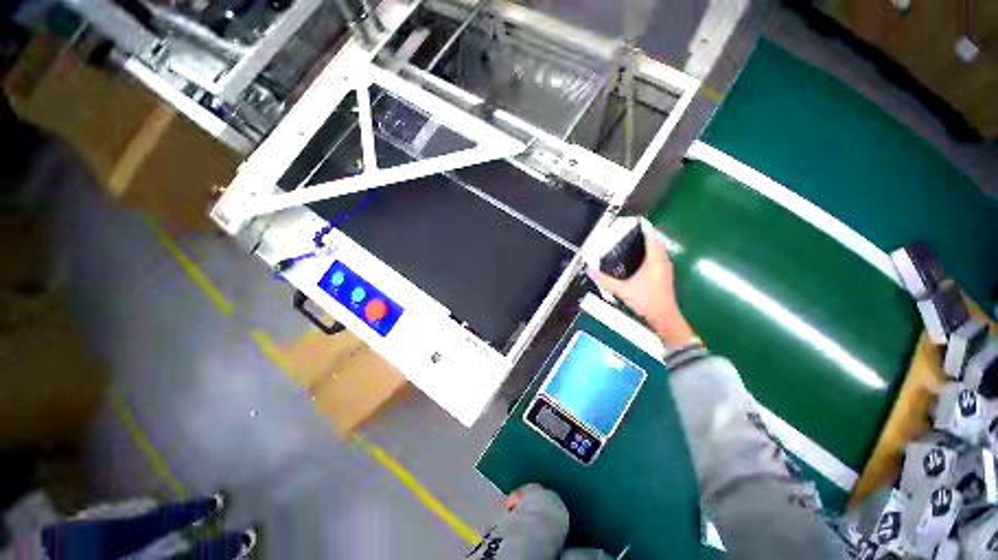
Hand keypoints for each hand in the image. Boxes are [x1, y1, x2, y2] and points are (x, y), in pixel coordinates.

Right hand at [588, 226, 695, 345]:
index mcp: (654, 260)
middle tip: (628, 233)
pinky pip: (657, 258)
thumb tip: (589, 271)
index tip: (634, 222)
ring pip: (658, 251)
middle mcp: (662, 261)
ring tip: (631, 243)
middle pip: (655, 242)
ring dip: (648, 245)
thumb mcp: (622, 290)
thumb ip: (605, 280)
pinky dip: (649, 254)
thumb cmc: (646, 300)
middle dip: (644, 235)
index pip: (652, 237)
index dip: (644, 228)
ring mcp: (665, 269)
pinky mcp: (664, 276)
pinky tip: (637, 260)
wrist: (664, 318)